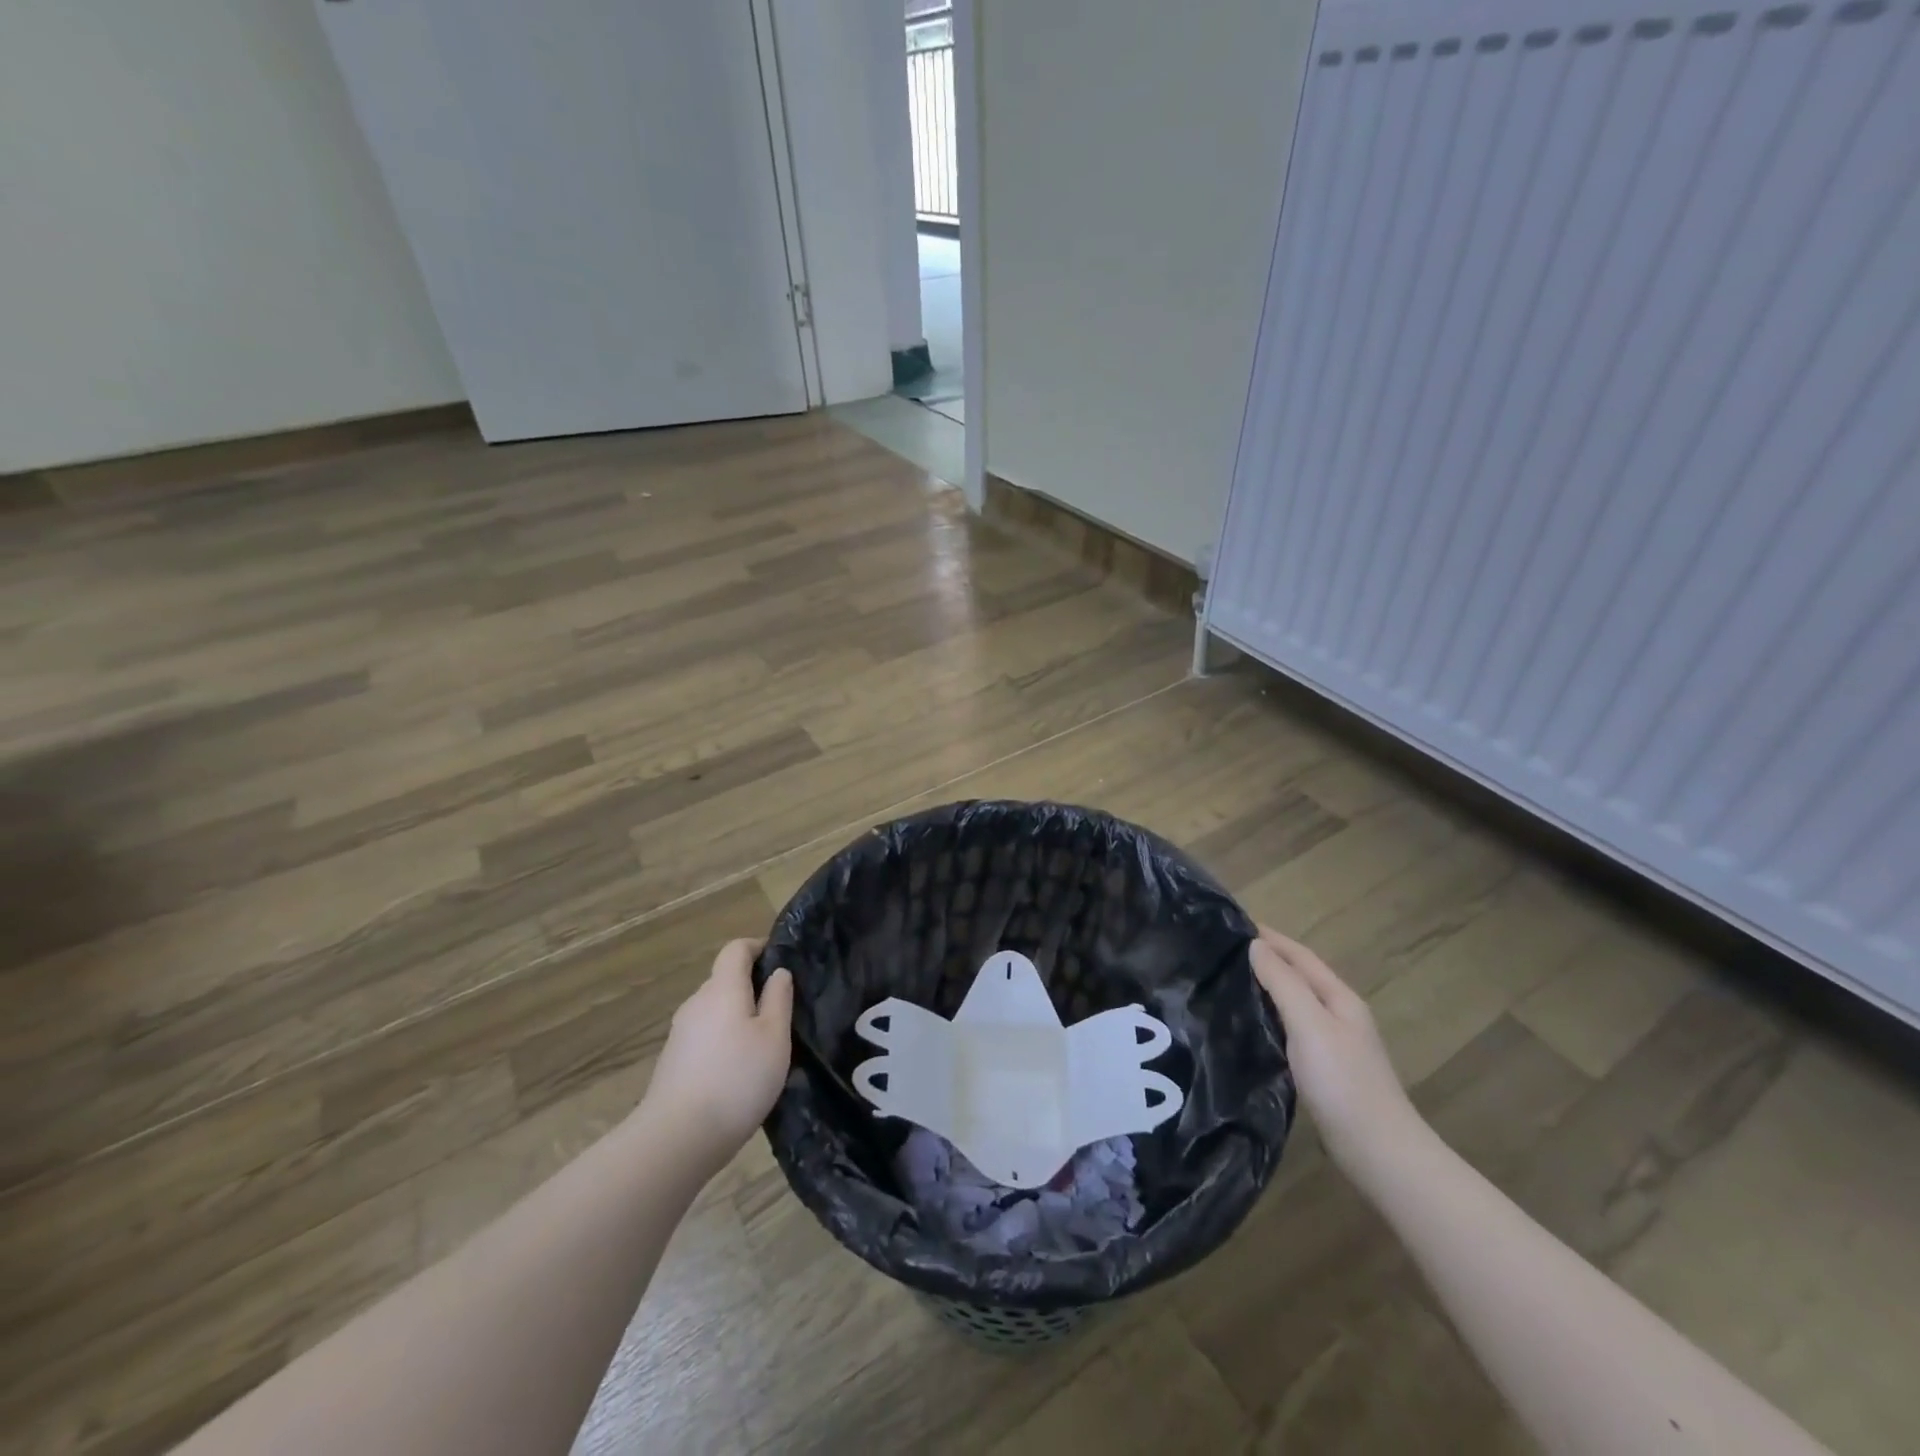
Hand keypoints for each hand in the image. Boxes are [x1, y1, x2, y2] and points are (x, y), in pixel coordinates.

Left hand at [642, 939, 793, 1168]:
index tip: (781, 960)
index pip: (736, 949)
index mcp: (722, 989)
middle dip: (752, 986)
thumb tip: (778, 972)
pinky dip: (724, 1040)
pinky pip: (705, 1035)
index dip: (758, 947)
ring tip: (763, 1044)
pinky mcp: (673, 1060)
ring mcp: (681, 1033)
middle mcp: (697, 1003)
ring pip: (715, 1010)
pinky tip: (738, 1070)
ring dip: (738, 1016)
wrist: (677, 1138)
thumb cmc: (737, 1079)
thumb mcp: (774, 1038)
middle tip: (781, 1010)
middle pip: (724, 979)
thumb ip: (778, 999)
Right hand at [1249, 925, 1420, 1177]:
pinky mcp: (1325, 1071)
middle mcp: (1340, 1016)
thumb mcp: (1310, 1024)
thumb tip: (1256, 946)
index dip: (1271, 938)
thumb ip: (1283, 983)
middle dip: (1267, 959)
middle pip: (1300, 977)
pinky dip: (1271, 1017)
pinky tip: (1252, 1026)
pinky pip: (1292, 1029)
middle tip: (1224, 952)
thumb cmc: (1343, 1082)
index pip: (1301, 956)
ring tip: (1231, 982)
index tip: (1234, 924)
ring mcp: (1335, 1045)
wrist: (1379, 1153)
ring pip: (1295, 1003)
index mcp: (1340, 999)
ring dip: (1268, 987)